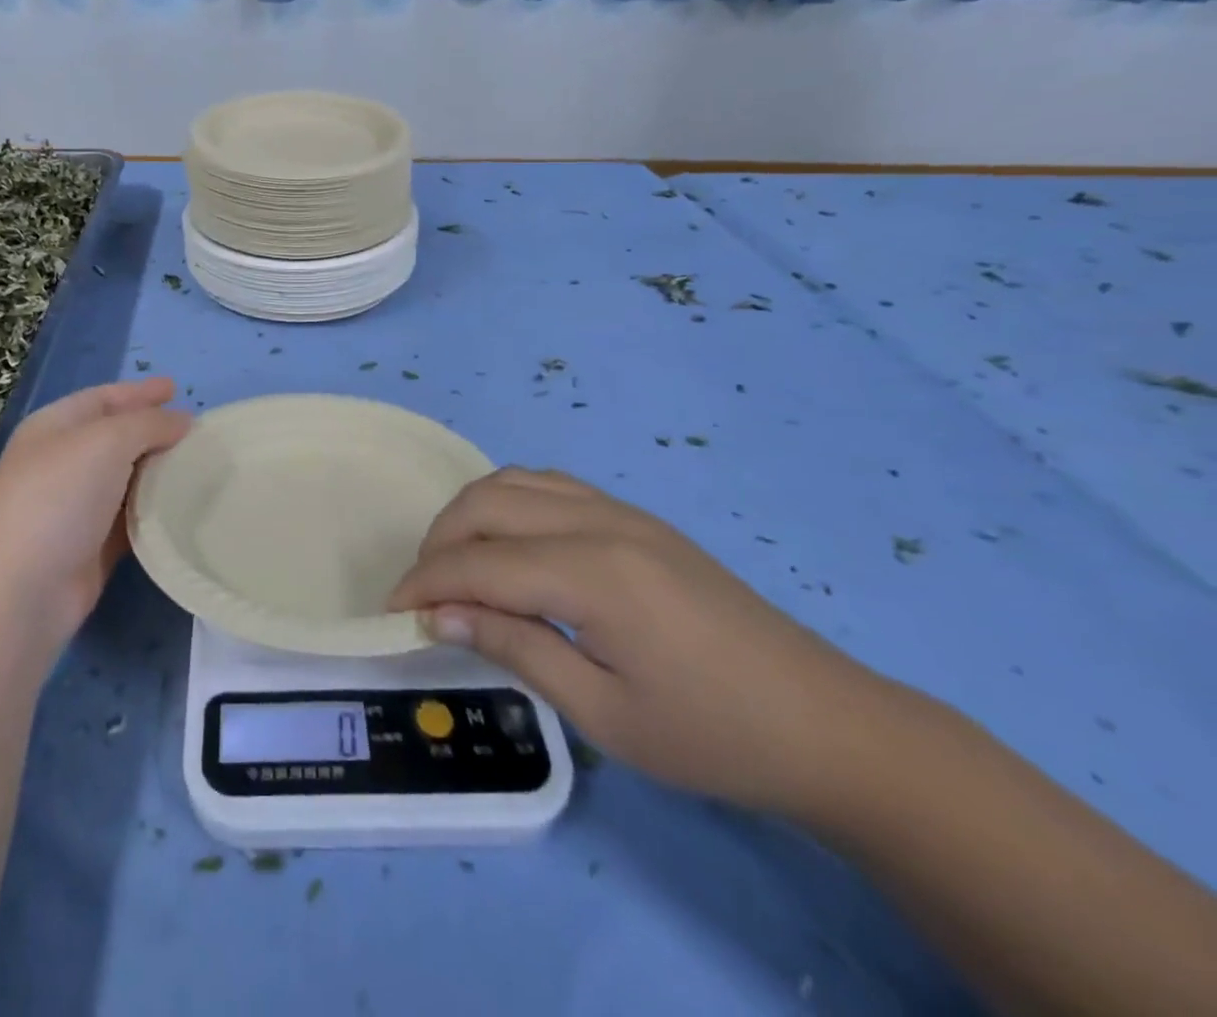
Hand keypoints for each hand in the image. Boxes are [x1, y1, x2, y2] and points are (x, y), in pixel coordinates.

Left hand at [0, 377, 189, 647]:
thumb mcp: (105, 442)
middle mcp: (63, 463)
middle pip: (116, 437)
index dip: (138, 392)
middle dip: (155, 430)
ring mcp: (76, 507)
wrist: (21, 592)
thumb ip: (148, 423)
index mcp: (54, 428)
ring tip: (202, 465)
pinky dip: (156, 510)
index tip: (177, 388)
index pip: (102, 398)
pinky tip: (186, 506)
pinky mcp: (92, 547)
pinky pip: (132, 518)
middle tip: (198, 431)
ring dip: (161, 472)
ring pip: (127, 478)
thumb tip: (182, 421)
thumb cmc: (58, 498)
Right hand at [387, 468, 888, 816]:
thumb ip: (515, 649)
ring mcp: (622, 511)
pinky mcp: (636, 517)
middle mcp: (600, 522)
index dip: (427, 584)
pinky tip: (508, 545)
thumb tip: (440, 616)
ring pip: (515, 482)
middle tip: (424, 595)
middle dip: (439, 542)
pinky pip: (550, 486)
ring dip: (470, 514)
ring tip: (457, 567)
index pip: (480, 563)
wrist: (826, 724)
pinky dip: (509, 503)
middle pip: (487, 504)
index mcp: (594, 573)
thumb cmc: (712, 736)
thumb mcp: (604, 713)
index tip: (393, 613)